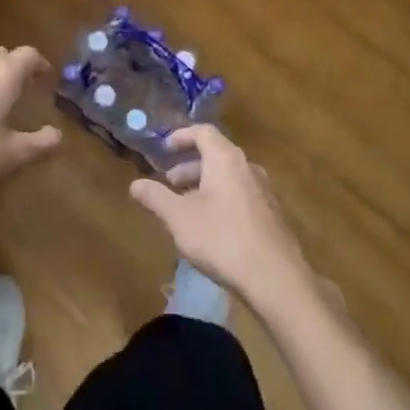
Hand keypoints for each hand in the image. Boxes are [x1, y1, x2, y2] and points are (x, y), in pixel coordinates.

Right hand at [129, 125, 312, 308]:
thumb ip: (156, 197)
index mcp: (225, 159)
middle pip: (216, 155)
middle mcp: (247, 167)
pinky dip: (221, 199)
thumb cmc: (222, 238)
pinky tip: (211, 227)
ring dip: (204, 185)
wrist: (275, 277)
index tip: (165, 148)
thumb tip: (135, 184)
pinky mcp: (271, 215)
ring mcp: (263, 191)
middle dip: (189, 166)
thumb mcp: (179, 218)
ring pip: (228, 177)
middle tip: (170, 183)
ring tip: (186, 207)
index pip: (203, 132)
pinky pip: (240, 195)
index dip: (182, 136)